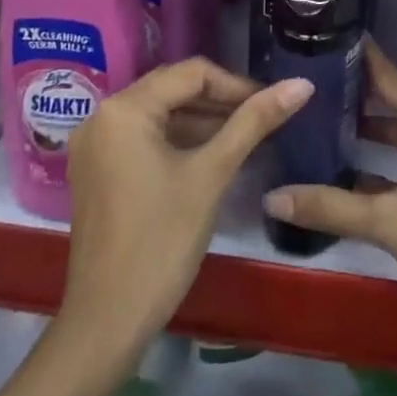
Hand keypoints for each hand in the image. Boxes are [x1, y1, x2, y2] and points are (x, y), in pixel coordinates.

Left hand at [63, 58, 311, 354]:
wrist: (107, 321)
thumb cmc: (162, 241)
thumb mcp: (212, 174)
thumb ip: (255, 122)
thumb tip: (301, 84)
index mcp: (124, 109)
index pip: (192, 74)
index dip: (236, 85)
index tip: (273, 104)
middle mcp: (102, 116)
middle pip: (173, 89)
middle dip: (220, 101)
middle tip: (263, 119)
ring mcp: (95, 145)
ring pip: (160, 114)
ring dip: (202, 121)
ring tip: (246, 136)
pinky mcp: (97, 170)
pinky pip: (144, 138)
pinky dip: (178, 141)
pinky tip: (212, 156)